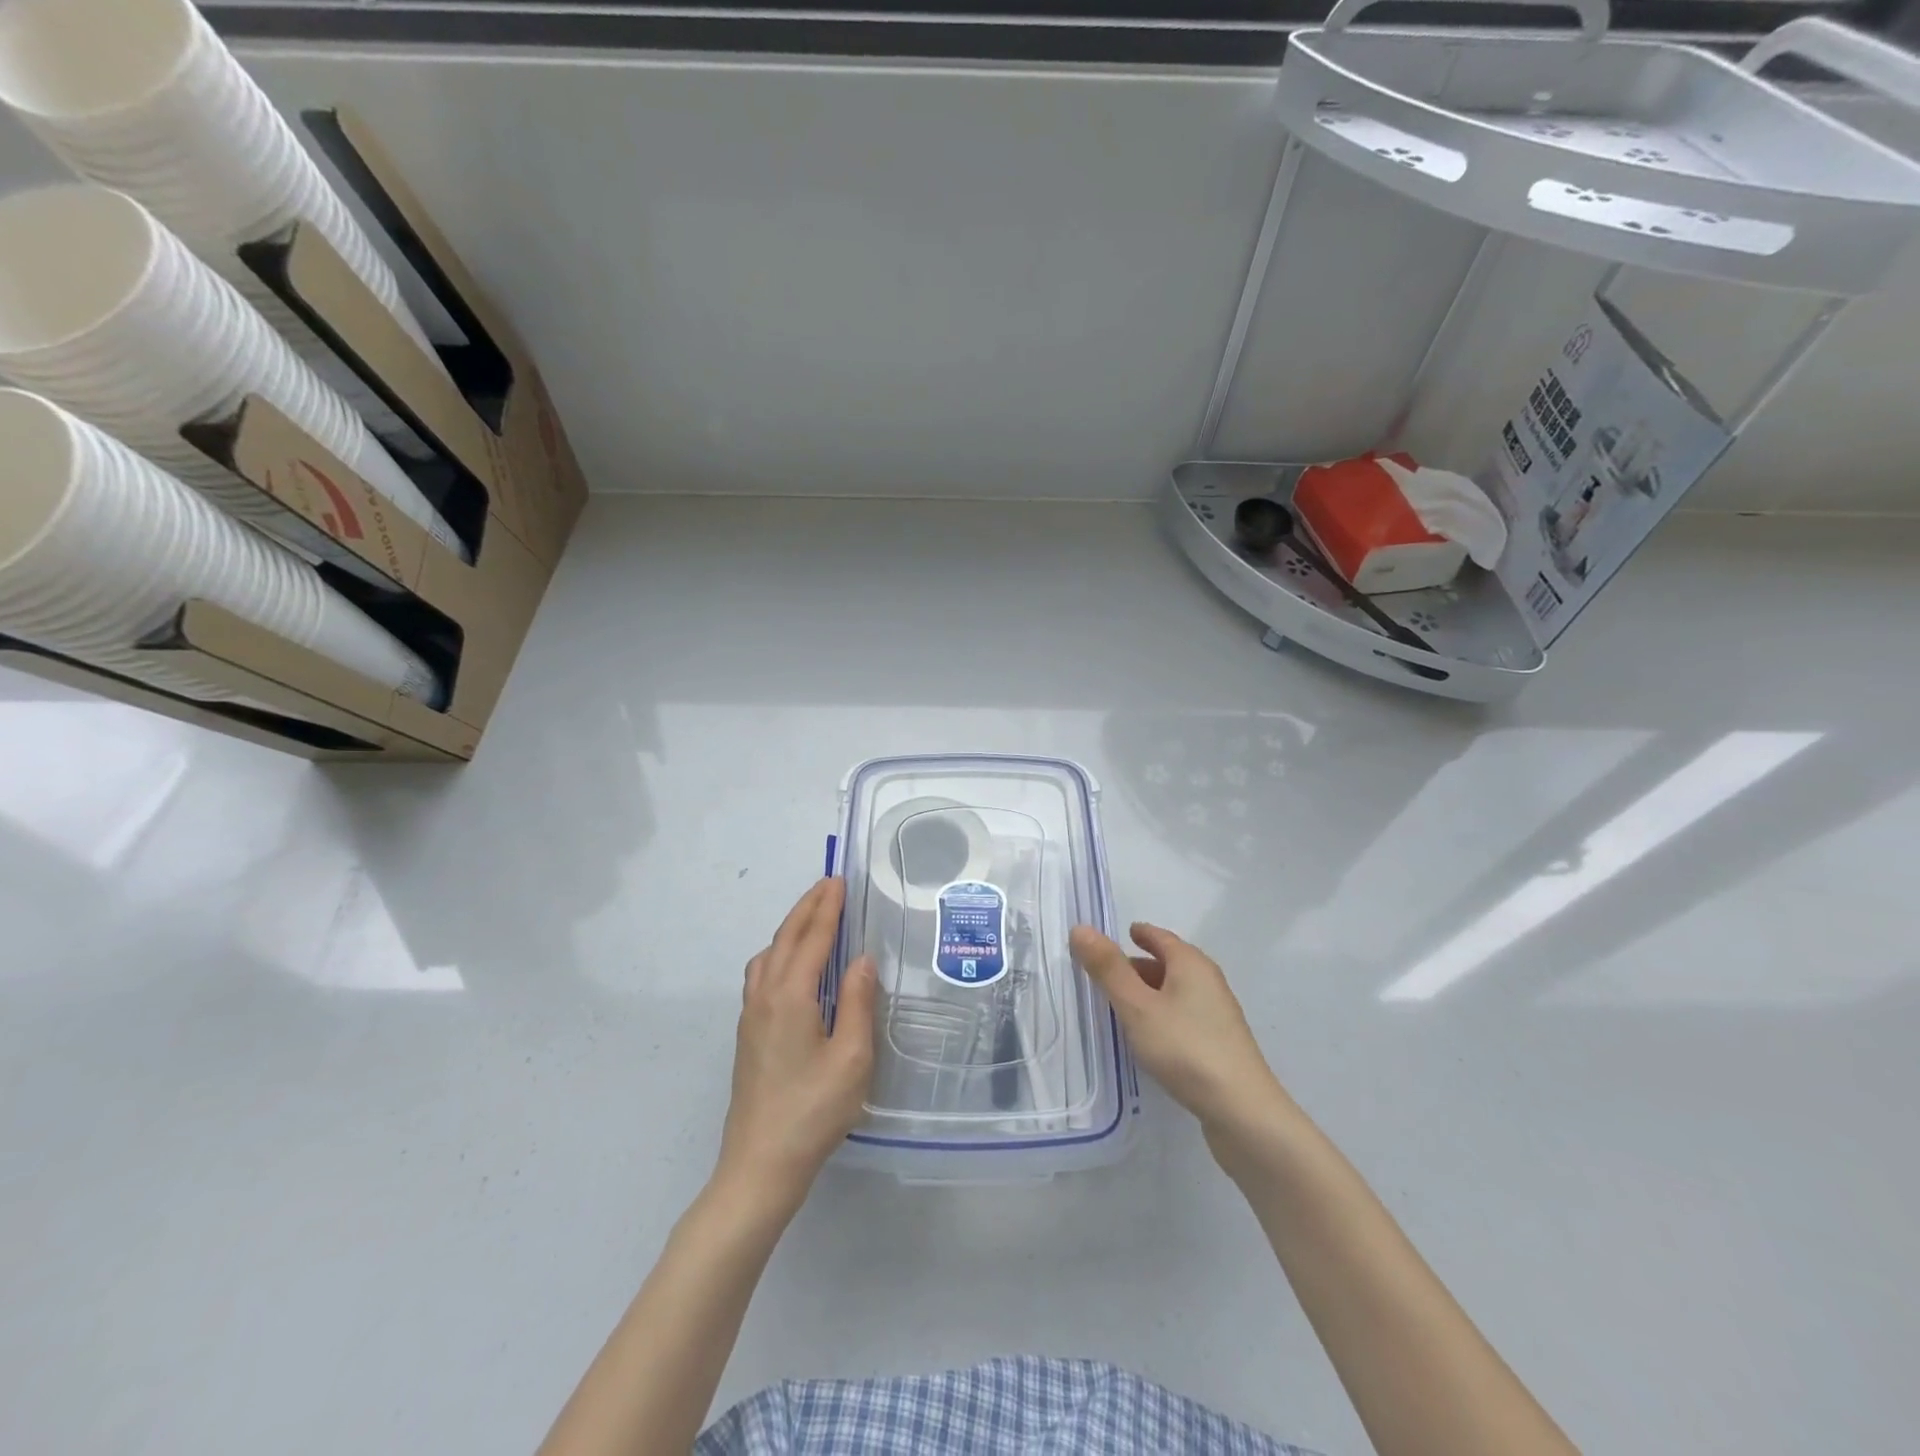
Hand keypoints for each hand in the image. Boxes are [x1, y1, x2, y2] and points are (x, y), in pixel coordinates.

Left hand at [716, 878, 877, 1215]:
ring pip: (768, 954)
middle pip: (786, 938)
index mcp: (791, 995)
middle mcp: (765, 996)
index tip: (840, 881)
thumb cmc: (813, 1111)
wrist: (760, 1165)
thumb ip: (857, 1001)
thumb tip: (862, 958)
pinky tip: (791, 965)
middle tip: (829, 885)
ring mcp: (751, 1015)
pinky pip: (761, 973)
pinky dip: (778, 952)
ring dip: (791, 928)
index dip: (828, 907)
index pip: (813, 938)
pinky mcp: (748, 1033)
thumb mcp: (851, 1057)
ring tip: (813, 917)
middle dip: (808, 908)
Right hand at [1069, 922, 1290, 1163]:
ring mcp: (1217, 1015)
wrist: (1242, 1112)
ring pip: (1175, 992)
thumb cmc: (1185, 1048)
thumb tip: (1081, 928)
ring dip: (1149, 993)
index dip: (1138, 934)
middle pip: (1168, 963)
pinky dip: (1161, 1015)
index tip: (1115, 936)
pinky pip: (1182, 1016)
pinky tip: (1147, 1037)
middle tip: (1105, 974)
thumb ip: (1108, 969)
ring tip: (1119, 1006)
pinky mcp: (1219, 1045)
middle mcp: (1208, 982)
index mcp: (1191, 964)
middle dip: (1138, 965)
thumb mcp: (1137, 1006)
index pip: (1160, 937)